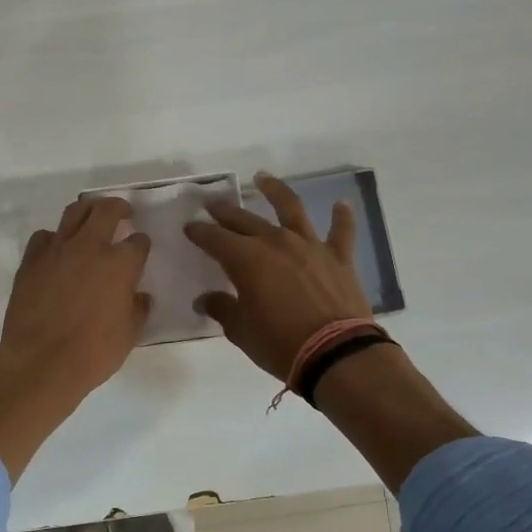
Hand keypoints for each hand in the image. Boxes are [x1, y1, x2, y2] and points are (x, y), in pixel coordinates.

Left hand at [0, 197, 150, 477]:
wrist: (42, 363)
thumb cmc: (93, 353)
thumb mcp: (130, 334)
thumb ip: (137, 308)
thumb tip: (138, 295)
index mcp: (120, 264)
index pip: (138, 241)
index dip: (141, 243)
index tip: (140, 247)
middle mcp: (90, 247)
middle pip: (106, 210)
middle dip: (118, 207)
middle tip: (122, 212)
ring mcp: (57, 250)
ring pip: (74, 213)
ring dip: (87, 211)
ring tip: (91, 217)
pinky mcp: (31, 260)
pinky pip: (44, 237)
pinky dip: (55, 238)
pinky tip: (57, 249)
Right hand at [184, 173, 371, 380]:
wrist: (336, 354)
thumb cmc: (279, 343)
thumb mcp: (240, 330)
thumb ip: (222, 308)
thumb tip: (206, 299)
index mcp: (245, 259)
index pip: (214, 238)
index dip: (199, 232)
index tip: (189, 227)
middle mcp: (275, 242)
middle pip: (244, 219)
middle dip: (225, 211)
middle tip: (212, 203)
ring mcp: (309, 246)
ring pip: (290, 208)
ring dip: (275, 191)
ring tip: (263, 178)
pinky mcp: (338, 257)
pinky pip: (341, 231)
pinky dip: (342, 216)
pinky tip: (342, 204)